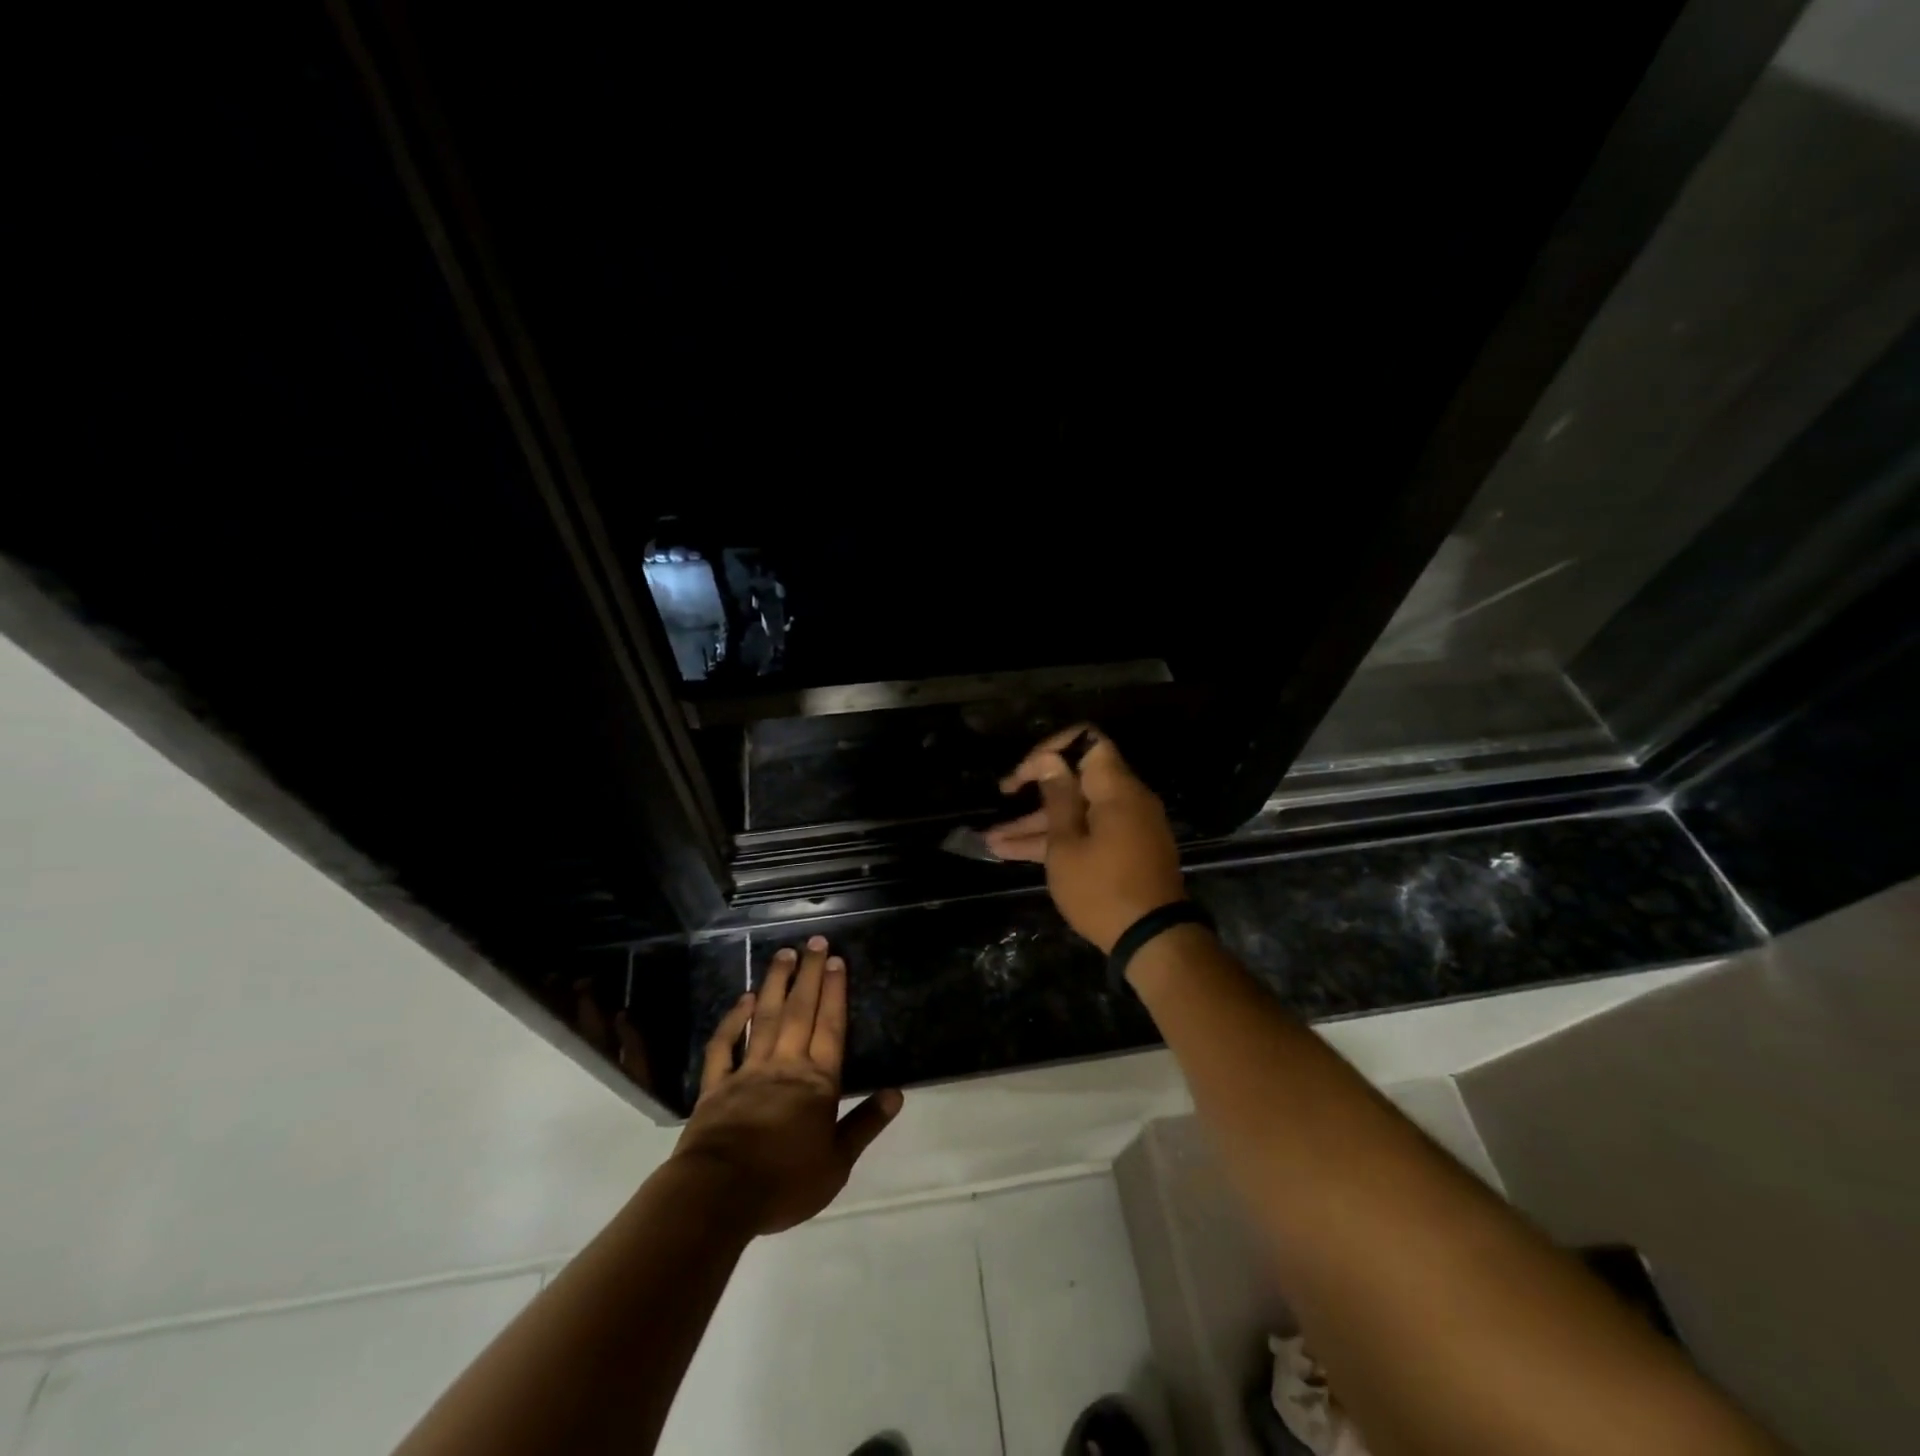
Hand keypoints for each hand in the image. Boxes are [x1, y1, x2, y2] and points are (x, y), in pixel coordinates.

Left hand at [670, 935, 902, 1234]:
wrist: (719, 1195)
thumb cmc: (785, 1182)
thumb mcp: (837, 1163)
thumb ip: (865, 1124)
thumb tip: (896, 1093)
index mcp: (817, 1083)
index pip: (830, 1028)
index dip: (835, 993)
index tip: (836, 960)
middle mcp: (785, 1066)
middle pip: (800, 1012)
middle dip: (809, 975)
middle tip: (813, 942)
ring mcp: (748, 1072)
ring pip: (764, 1018)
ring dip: (776, 984)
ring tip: (783, 954)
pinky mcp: (716, 1086)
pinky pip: (724, 1047)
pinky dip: (732, 1021)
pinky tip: (743, 999)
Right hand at [982, 725, 1186, 952]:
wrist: (1153, 941)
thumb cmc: (1102, 890)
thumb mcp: (1067, 846)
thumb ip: (1058, 799)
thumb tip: (1052, 761)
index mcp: (1116, 789)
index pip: (1087, 742)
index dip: (1051, 750)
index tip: (1024, 774)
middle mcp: (1126, 800)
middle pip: (1077, 780)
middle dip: (1035, 791)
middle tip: (1002, 798)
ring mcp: (1127, 827)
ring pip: (1077, 813)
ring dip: (1037, 824)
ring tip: (992, 840)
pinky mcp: (1125, 851)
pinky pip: (1088, 833)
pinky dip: (1058, 840)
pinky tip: (1013, 853)